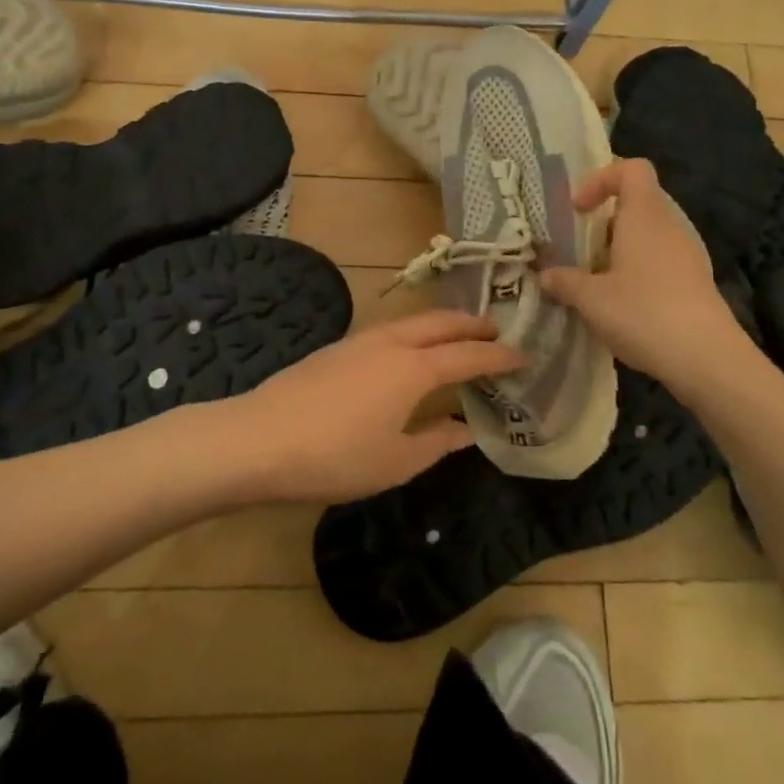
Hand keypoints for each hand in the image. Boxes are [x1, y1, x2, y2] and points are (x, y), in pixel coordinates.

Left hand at [218, 311, 524, 503]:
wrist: (260, 439)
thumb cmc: (335, 457)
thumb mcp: (396, 462)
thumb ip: (436, 442)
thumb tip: (465, 430)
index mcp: (414, 368)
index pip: (468, 355)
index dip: (498, 355)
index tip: (524, 356)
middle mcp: (391, 343)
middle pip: (440, 323)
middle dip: (472, 324)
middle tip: (496, 331)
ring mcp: (359, 341)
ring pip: (412, 321)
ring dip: (441, 324)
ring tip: (457, 336)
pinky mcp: (336, 348)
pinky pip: (389, 330)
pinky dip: (413, 332)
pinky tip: (408, 352)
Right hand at [541, 158, 754, 390]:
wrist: (708, 360)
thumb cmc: (644, 314)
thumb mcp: (591, 299)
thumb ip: (564, 281)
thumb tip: (545, 274)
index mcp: (645, 216)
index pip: (631, 169)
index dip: (600, 179)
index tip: (578, 210)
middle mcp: (669, 226)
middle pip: (637, 203)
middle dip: (603, 222)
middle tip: (579, 250)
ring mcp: (687, 255)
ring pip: (647, 235)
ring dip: (618, 250)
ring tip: (595, 282)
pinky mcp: (695, 282)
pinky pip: (659, 261)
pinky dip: (636, 272)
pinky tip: (621, 305)